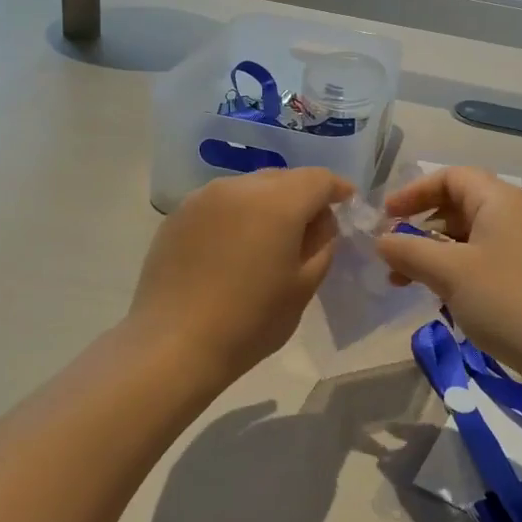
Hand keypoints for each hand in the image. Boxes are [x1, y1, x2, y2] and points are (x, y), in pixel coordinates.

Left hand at [128, 167, 352, 388]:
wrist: (174, 344)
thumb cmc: (250, 321)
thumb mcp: (304, 287)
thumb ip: (322, 243)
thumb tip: (320, 221)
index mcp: (277, 202)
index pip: (318, 179)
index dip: (338, 189)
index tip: (347, 204)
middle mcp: (239, 187)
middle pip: (283, 178)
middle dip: (302, 195)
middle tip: (310, 228)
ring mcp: (203, 197)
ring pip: (249, 187)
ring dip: (267, 203)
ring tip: (269, 238)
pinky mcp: (178, 215)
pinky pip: (220, 203)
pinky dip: (237, 214)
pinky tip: (232, 248)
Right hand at [375, 166, 521, 379]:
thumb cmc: (505, 299)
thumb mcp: (448, 272)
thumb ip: (408, 250)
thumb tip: (381, 240)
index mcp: (498, 199)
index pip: (450, 177)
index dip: (413, 192)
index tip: (385, 216)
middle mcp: (512, 213)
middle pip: (457, 205)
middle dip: (419, 226)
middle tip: (391, 250)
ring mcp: (521, 244)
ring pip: (465, 236)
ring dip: (431, 252)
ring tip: (402, 280)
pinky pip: (479, 258)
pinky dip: (451, 268)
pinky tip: (434, 294)